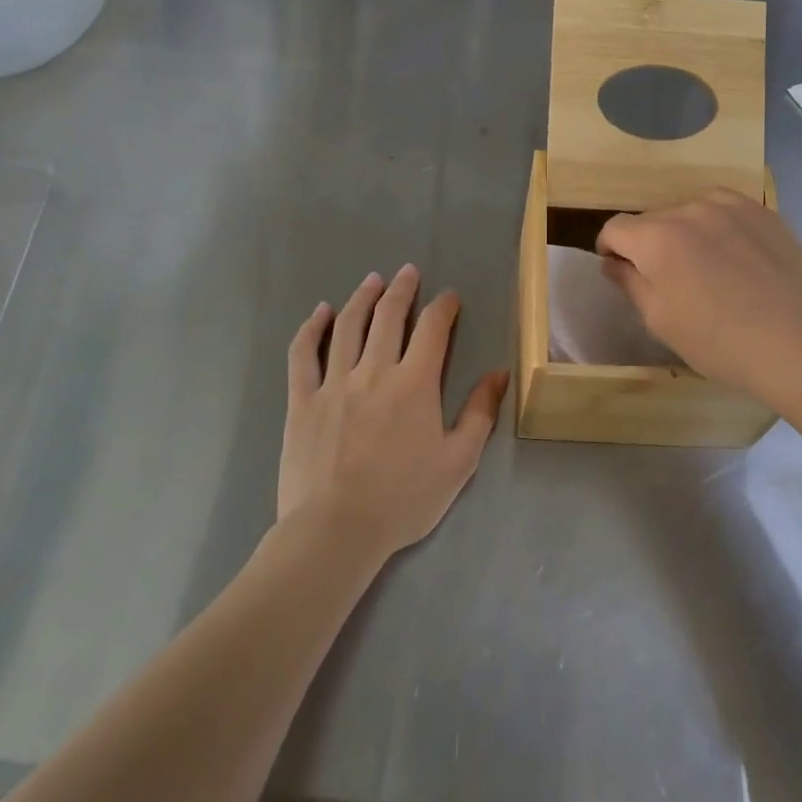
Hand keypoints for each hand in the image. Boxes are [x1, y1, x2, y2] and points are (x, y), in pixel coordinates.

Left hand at [280, 265, 509, 562]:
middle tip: (408, 271)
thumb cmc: (404, 499)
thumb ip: (480, 412)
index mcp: (415, 383)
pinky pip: (304, 353)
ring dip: (362, 298)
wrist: (337, 529)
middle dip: (402, 289)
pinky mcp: (303, 399)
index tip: (449, 297)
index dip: (443, 307)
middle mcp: (375, 370)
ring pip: (348, 325)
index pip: (433, 329)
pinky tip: (320, 312)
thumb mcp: (458, 461)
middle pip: (389, 316)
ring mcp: (334, 382)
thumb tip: (498, 372)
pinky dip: (311, 328)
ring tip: (372, 280)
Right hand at [596, 191, 801, 410]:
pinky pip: (728, 211)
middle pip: (654, 219)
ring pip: (691, 211)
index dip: (610, 249)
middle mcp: (690, 209)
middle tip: (668, 280)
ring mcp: (732, 206)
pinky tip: (738, 258)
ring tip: (707, 267)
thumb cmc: (715, 340)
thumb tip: (611, 262)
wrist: (795, 344)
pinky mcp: (765, 213)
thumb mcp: (659, 320)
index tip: (621, 271)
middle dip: (650, 244)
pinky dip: (721, 229)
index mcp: (657, 237)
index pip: (616, 228)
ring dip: (687, 232)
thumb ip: (629, 282)